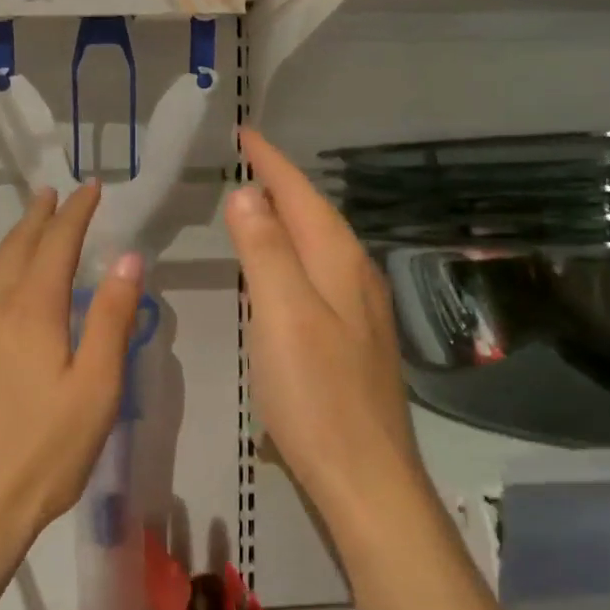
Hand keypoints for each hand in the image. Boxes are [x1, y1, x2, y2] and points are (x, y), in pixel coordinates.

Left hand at [0, 183, 144, 560]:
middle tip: (52, 194)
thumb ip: (111, 318)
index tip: (90, 188)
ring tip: (25, 230)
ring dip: (10, 242)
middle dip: (38, 217)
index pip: (56, 243)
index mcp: (30, 310)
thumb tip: (127, 258)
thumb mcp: (96, 388)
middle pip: (15, 247)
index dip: (75, 212)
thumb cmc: (43, 452)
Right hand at [226, 129, 424, 523]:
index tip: (244, 134)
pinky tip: (281, 270)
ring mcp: (359, 309)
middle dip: (281, 182)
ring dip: (288, 217)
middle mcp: (355, 276)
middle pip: (315, 215)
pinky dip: (293, 254)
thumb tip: (246, 195)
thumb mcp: (282, 315)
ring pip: (320, 245)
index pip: (300, 196)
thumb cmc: (316, 394)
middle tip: (246, 161)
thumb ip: (265, 251)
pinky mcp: (352, 338)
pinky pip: (319, 274)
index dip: (271, 163)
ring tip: (257, 203)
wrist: (365, 476)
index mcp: (338, 262)